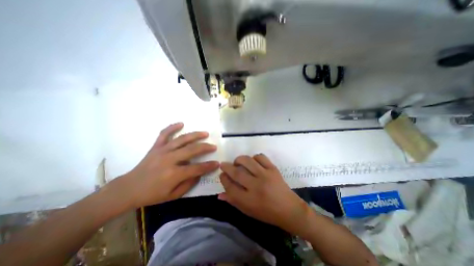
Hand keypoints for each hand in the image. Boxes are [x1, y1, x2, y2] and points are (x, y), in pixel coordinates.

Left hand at [113, 122, 219, 206]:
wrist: (128, 189)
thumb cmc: (152, 195)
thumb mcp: (173, 196)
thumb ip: (189, 184)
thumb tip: (199, 173)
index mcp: (174, 174)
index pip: (197, 168)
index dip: (208, 166)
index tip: (217, 163)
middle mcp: (169, 160)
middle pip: (192, 150)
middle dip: (205, 148)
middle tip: (214, 146)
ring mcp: (162, 151)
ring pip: (182, 140)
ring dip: (195, 135)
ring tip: (205, 133)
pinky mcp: (155, 147)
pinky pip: (164, 134)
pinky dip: (172, 127)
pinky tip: (181, 123)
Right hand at [219, 154, 310, 234]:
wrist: (289, 209)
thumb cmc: (267, 213)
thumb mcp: (248, 211)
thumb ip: (233, 201)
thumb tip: (220, 194)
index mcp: (249, 200)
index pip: (230, 187)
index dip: (223, 179)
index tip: (222, 175)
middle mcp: (256, 186)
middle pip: (236, 172)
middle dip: (226, 166)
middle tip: (224, 164)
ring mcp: (266, 175)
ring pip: (247, 161)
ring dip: (239, 159)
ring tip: (237, 162)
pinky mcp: (273, 169)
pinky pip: (260, 157)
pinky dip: (254, 157)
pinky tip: (253, 162)